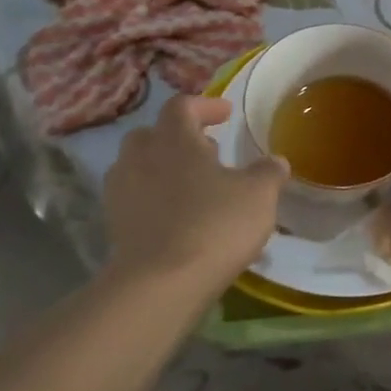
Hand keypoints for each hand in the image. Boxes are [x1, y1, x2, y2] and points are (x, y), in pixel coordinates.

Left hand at [102, 95, 287, 292]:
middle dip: (178, 137)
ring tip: (192, 185)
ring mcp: (121, 194)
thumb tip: (275, 161)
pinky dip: (153, 199)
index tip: (226, 114)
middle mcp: (140, 158)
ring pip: (137, 167)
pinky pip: (134, 199)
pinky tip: (178, 217)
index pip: (182, 106)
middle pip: (152, 134)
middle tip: (208, 150)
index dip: (205, 105)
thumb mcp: (259, 194)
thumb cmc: (214, 224)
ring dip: (162, 168)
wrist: (160, 285)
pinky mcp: (115, 227)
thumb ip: (268, 172)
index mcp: (174, 139)